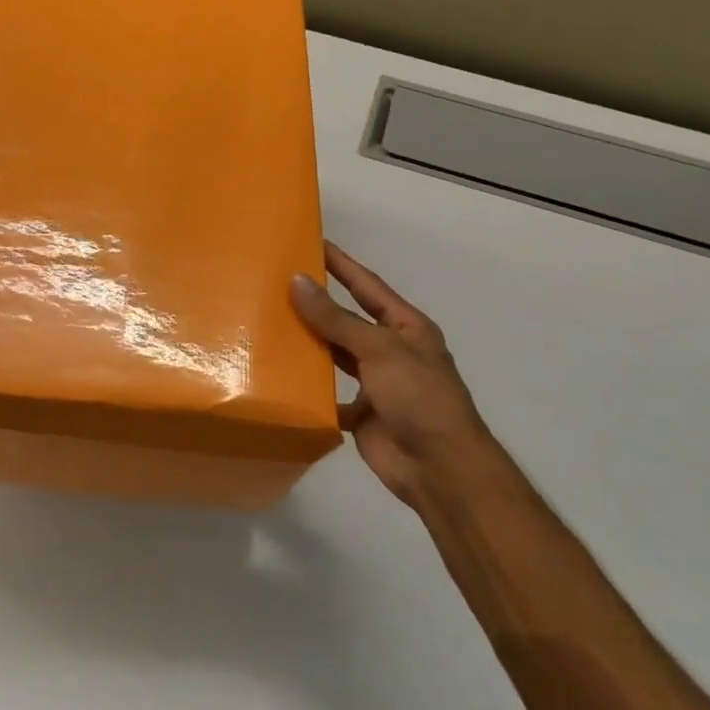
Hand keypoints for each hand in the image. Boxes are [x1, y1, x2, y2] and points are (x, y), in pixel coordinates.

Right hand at [290, 242, 494, 508]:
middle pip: (348, 320)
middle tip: (278, 282)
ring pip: (336, 355)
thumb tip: (297, 281)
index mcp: (406, 328)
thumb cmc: (418, 397)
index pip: (367, 286)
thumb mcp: (378, 349)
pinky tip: (281, 374)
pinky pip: (329, 393)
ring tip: (271, 323)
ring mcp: (376, 383)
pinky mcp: (361, 413)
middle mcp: (390, 351)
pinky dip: (309, 387)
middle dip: (318, 303)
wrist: (439, 467)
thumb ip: (335, 318)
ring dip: (310, 343)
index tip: (312, 242)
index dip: (341, 264)